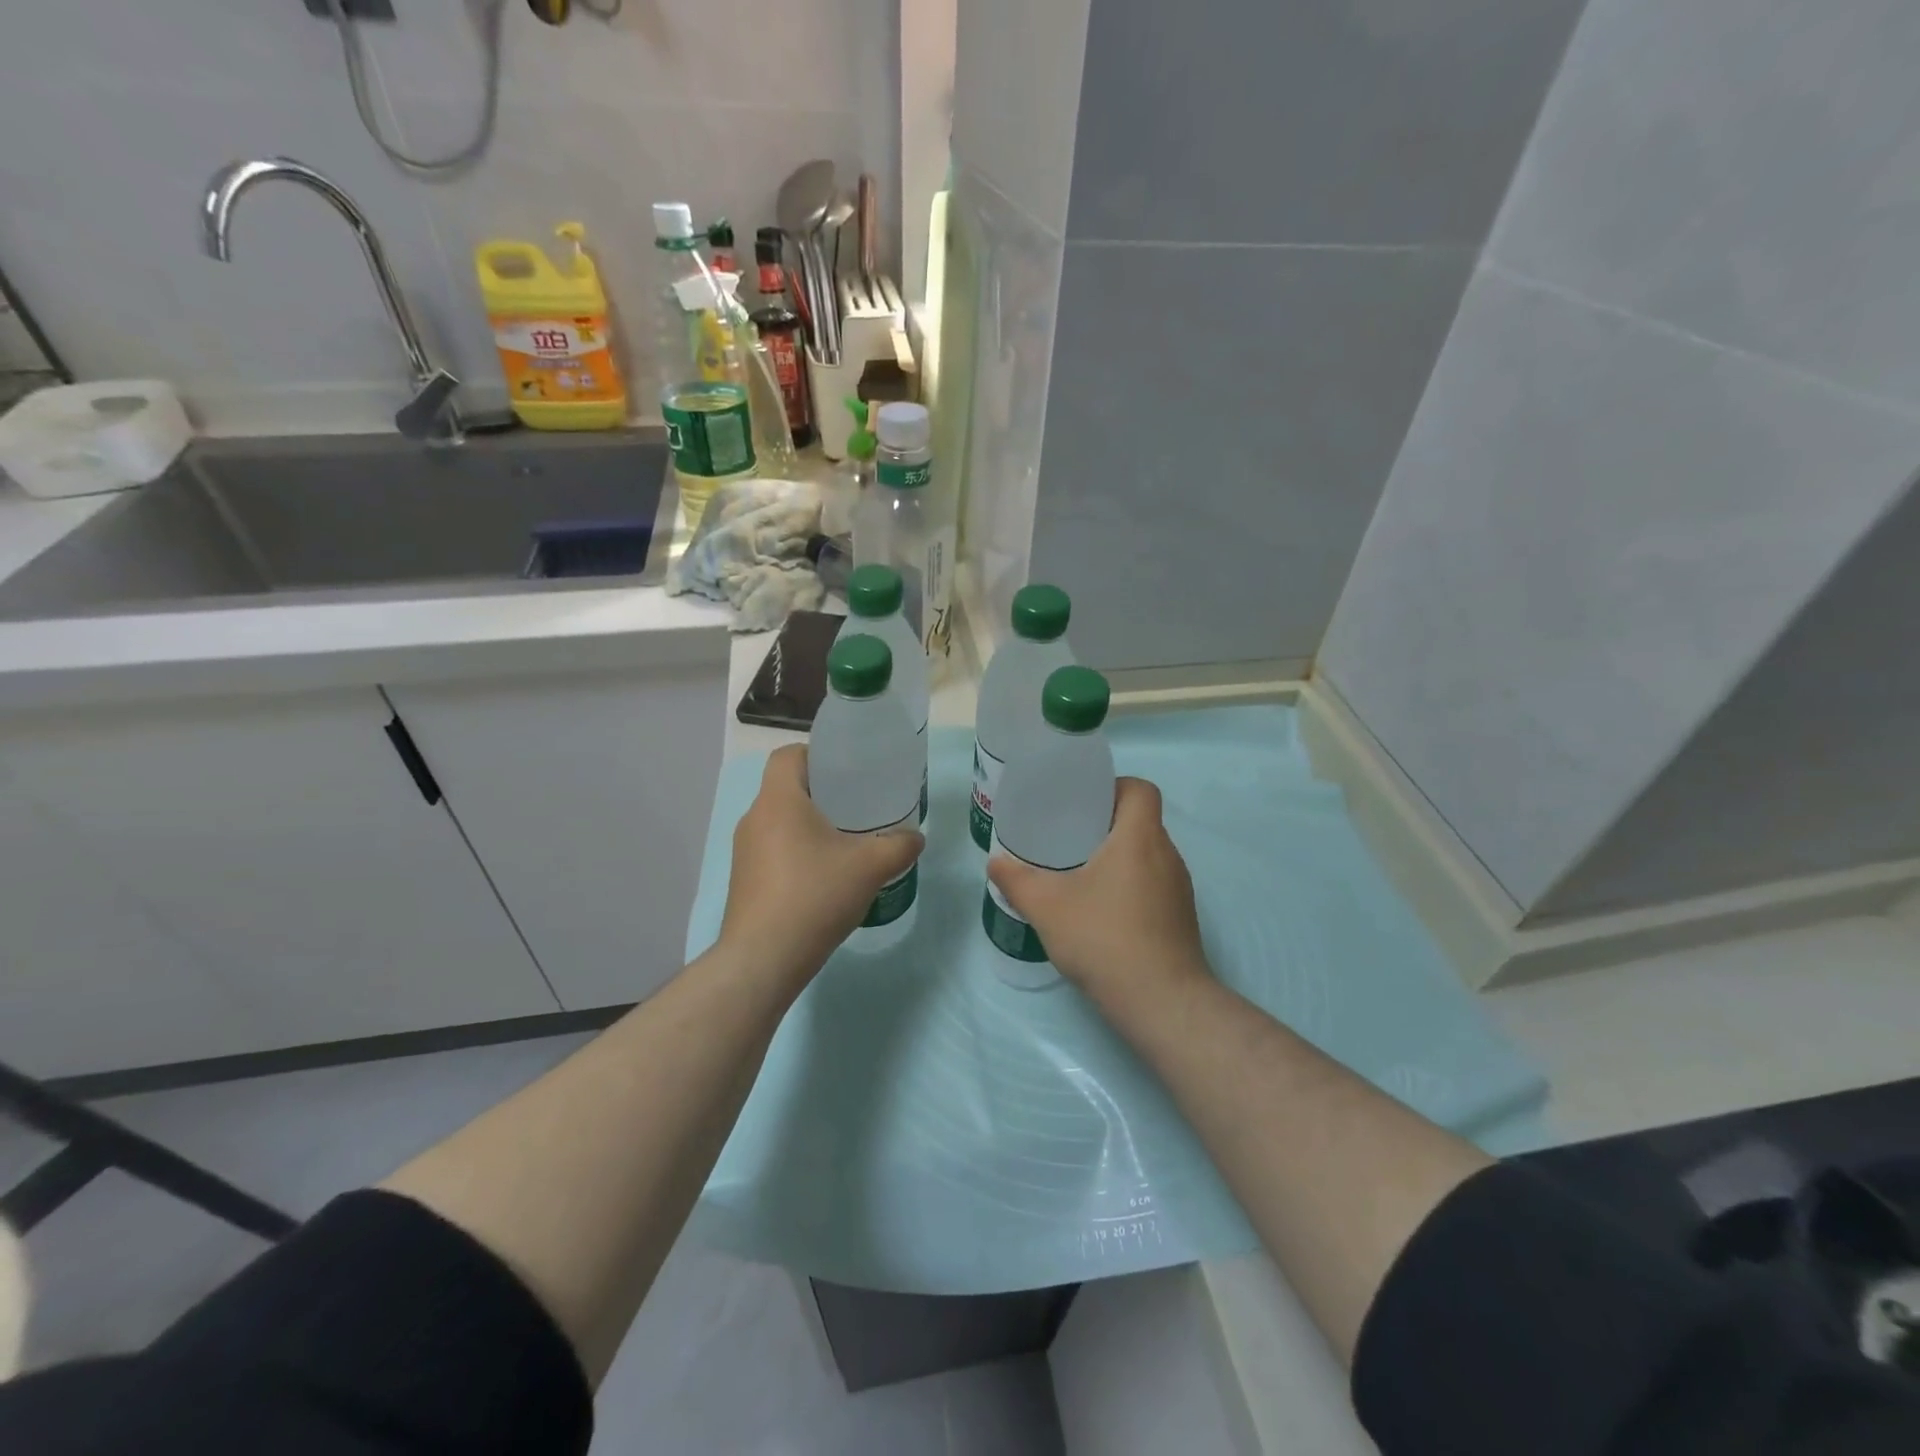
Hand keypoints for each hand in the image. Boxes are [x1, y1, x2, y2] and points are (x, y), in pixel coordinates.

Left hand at [720, 745, 923, 983]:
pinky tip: (825, 876)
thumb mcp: (869, 867)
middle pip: (786, 788)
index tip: (846, 771)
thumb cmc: (814, 896)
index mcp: (779, 801)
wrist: (763, 959)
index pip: (788, 755)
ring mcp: (744, 852)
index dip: (816, 754)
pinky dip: (798, 852)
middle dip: (821, 792)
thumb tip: (916, 837)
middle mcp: (754, 818)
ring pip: (780, 822)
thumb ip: (899, 845)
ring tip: (846, 841)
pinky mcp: (744, 880)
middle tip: (858, 804)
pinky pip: (773, 850)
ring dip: (809, 825)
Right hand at [987, 777, 1211, 1010]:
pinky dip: (1129, 886)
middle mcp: (1167, 855)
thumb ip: (1016, 880)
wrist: (1162, 1002)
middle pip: (1141, 821)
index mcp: (1140, 837)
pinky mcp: (1180, 918)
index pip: (1140, 789)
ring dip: (1117, 857)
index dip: (1113, 787)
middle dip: (1105, 824)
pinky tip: (1100, 911)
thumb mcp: (1047, 906)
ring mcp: (1179, 889)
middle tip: (1068, 838)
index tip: (1082, 804)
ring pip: (1147, 855)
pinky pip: (1153, 884)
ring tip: (1079, 874)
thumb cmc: (1105, 938)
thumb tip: (995, 861)